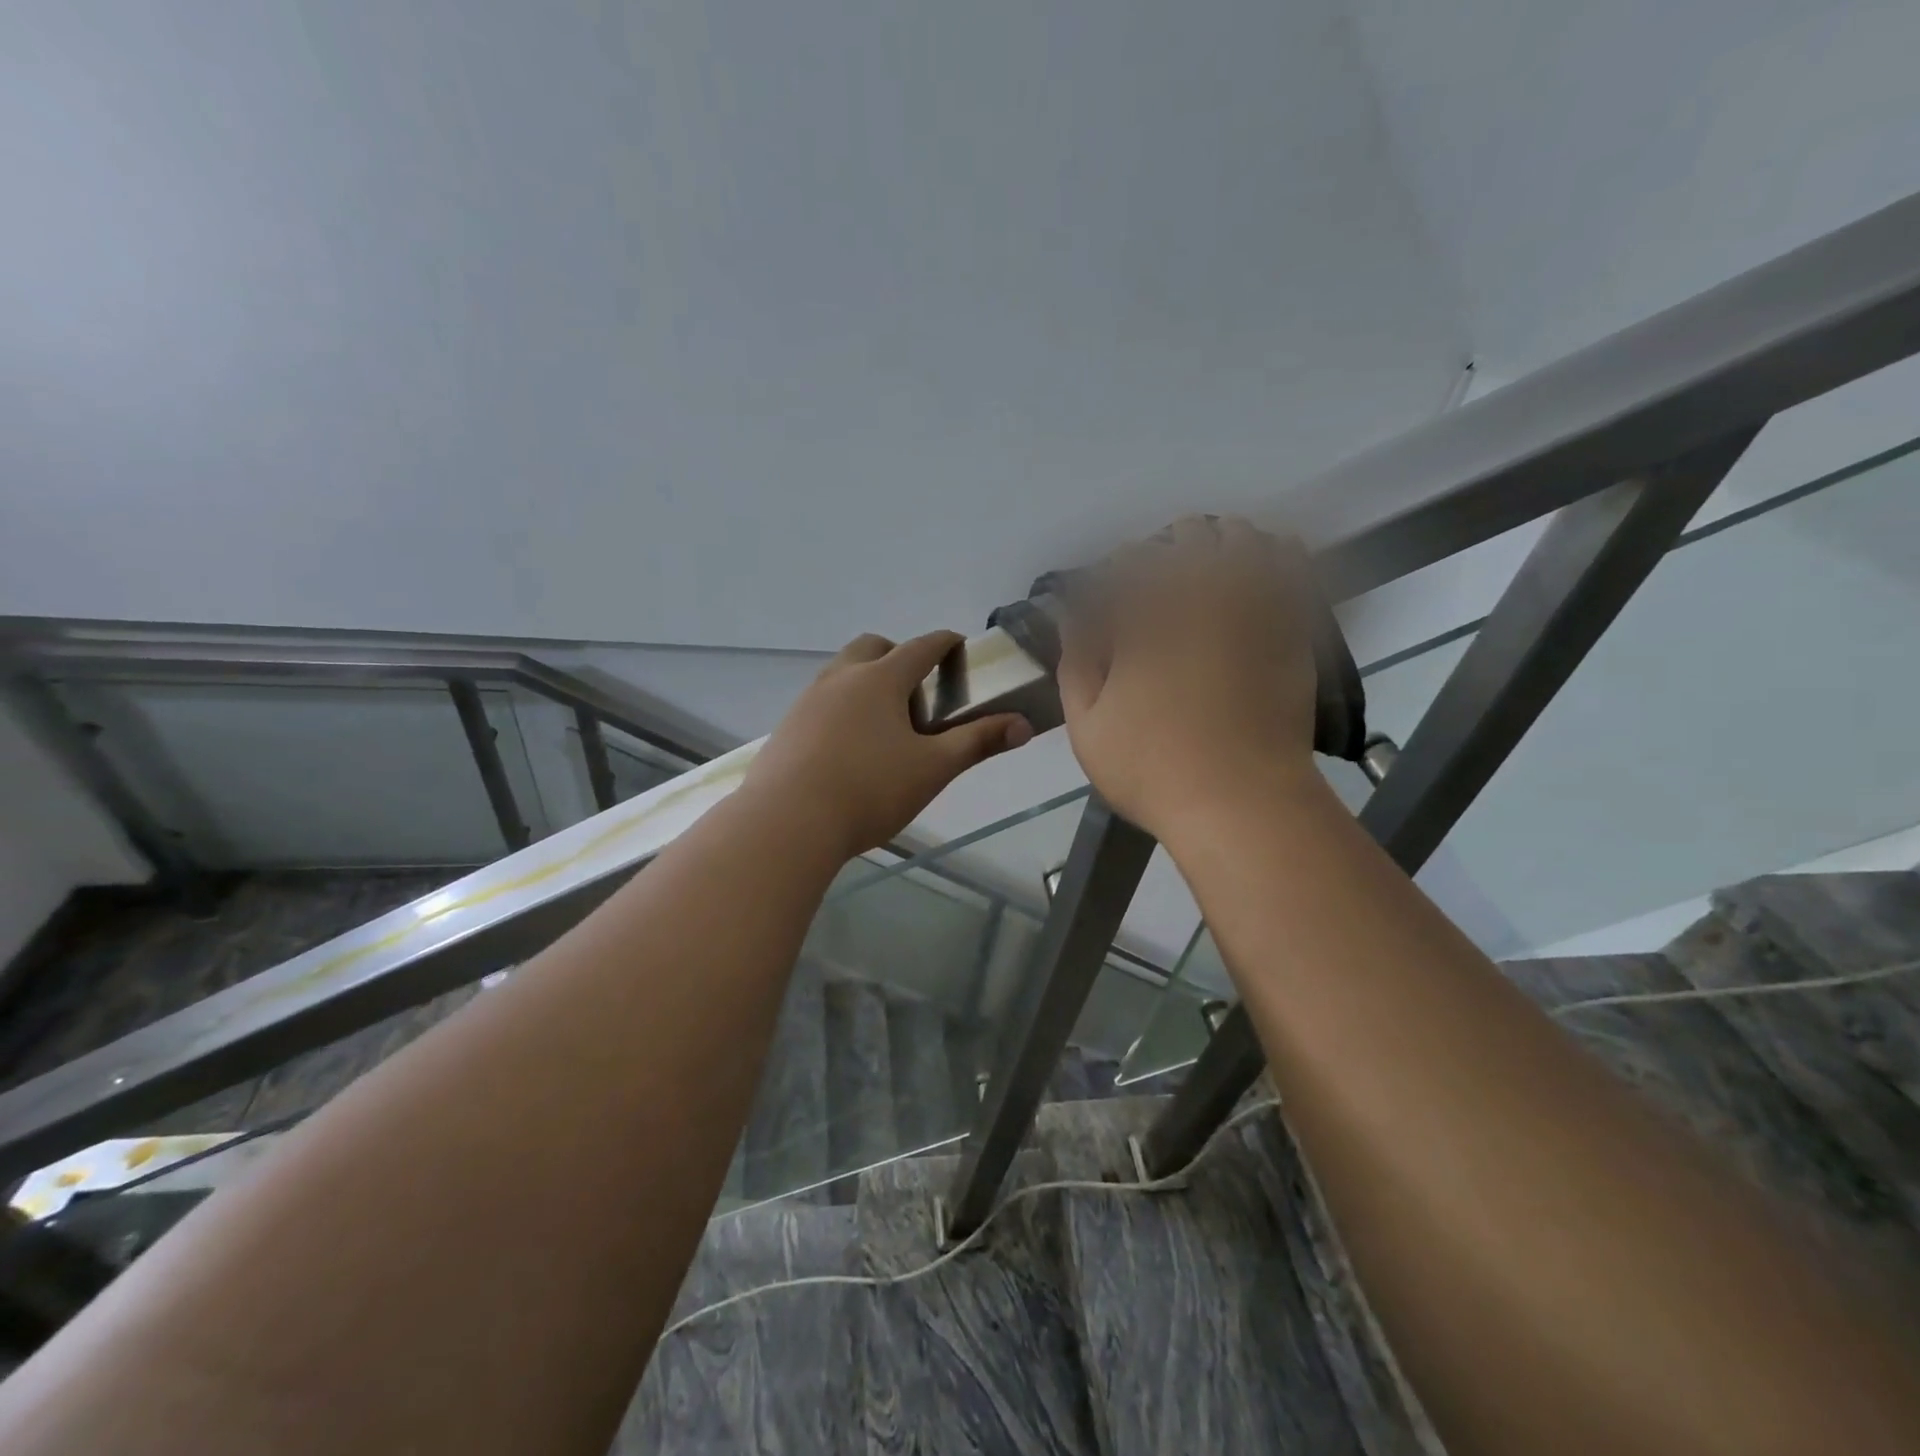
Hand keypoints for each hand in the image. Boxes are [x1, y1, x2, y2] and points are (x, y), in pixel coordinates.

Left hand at [744, 631, 1033, 857]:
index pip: (921, 646)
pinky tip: (848, 748)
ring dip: (867, 681)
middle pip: (873, 647)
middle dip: (899, 656)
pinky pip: (821, 700)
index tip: (958, 647)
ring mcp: (808, 699)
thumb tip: (1023, 725)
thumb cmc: (869, 790)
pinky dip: (842, 707)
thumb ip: (978, 742)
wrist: (787, 822)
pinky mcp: (787, 726)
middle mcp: (841, 677)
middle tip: (917, 693)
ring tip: (884, 724)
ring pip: (843, 672)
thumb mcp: (933, 768)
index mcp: (881, 678)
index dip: (945, 643)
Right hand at [1058, 516, 1320, 841]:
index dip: (1117, 570)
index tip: (1111, 593)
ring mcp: (1254, 607)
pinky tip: (1258, 570)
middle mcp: (1202, 597)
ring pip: (1242, 537)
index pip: (1129, 560)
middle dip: (1166, 548)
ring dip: (1218, 543)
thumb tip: (1074, 619)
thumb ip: (1076, 664)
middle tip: (1157, 582)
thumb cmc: (1153, 770)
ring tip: (1207, 570)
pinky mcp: (1293, 627)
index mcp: (1147, 617)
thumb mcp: (1087, 727)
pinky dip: (1271, 555)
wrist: (1243, 804)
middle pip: (1188, 534)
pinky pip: (1290, 565)